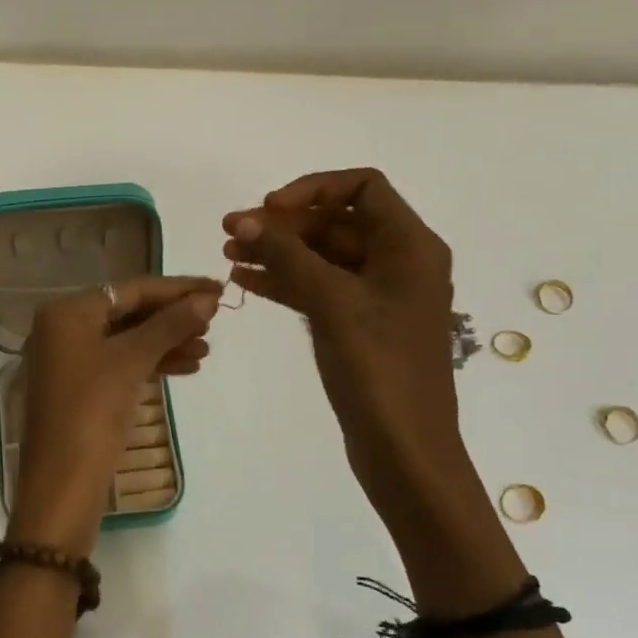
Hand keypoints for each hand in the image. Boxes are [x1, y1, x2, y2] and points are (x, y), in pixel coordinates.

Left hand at [11, 276, 221, 556]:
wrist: (62, 483)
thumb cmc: (92, 411)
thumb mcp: (132, 361)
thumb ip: (169, 325)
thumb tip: (207, 299)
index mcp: (66, 312)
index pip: (129, 290)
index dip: (176, 289)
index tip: (217, 288)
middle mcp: (62, 328)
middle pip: (127, 312)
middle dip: (172, 317)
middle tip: (215, 321)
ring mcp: (68, 359)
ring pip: (126, 340)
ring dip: (166, 342)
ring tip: (207, 349)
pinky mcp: (79, 387)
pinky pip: (120, 363)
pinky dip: (150, 363)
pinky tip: (187, 367)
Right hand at [223, 170, 475, 519]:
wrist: (404, 450)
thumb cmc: (378, 369)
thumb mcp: (332, 303)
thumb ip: (288, 256)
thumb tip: (246, 220)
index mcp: (409, 246)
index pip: (363, 187)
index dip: (313, 189)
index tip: (269, 210)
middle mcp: (397, 262)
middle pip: (335, 222)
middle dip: (283, 225)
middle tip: (230, 232)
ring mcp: (377, 296)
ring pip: (321, 256)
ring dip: (277, 252)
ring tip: (228, 255)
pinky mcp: (358, 324)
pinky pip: (318, 288)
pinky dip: (284, 281)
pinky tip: (245, 281)